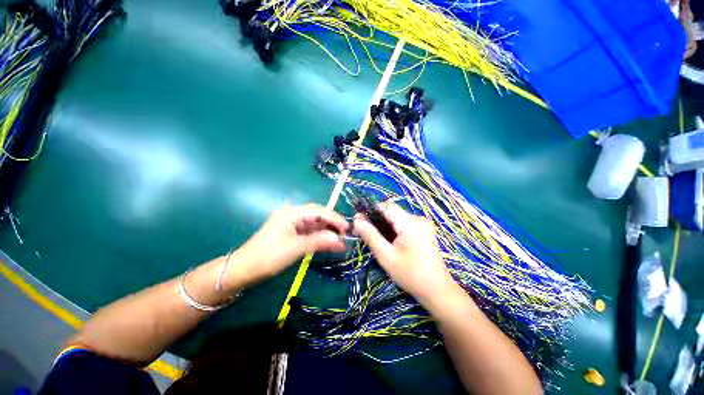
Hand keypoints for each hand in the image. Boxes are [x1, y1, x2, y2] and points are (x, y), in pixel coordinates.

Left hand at [228, 204, 347, 287]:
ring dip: (327, 233)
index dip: (334, 218)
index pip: (319, 211)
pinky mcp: (292, 234)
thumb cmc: (268, 256)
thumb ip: (319, 241)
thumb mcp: (296, 248)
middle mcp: (293, 215)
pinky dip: (320, 238)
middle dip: (332, 224)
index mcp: (292, 213)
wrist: (243, 270)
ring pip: (315, 225)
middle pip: (318, 216)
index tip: (347, 228)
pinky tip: (330, 244)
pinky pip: (310, 233)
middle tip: (345, 235)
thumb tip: (339, 239)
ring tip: (340, 242)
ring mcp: (292, 224)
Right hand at [353, 203, 459, 308]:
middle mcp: (418, 218)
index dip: (371, 212)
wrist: (437, 290)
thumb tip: (356, 220)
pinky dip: (393, 229)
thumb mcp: (386, 256)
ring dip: (384, 226)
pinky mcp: (423, 229)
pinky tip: (389, 242)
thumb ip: (370, 236)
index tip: (359, 223)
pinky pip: (403, 223)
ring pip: (396, 218)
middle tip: (365, 234)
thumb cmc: (410, 274)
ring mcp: (422, 223)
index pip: (386, 206)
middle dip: (376, 221)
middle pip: (391, 212)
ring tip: (376, 240)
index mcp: (410, 222)